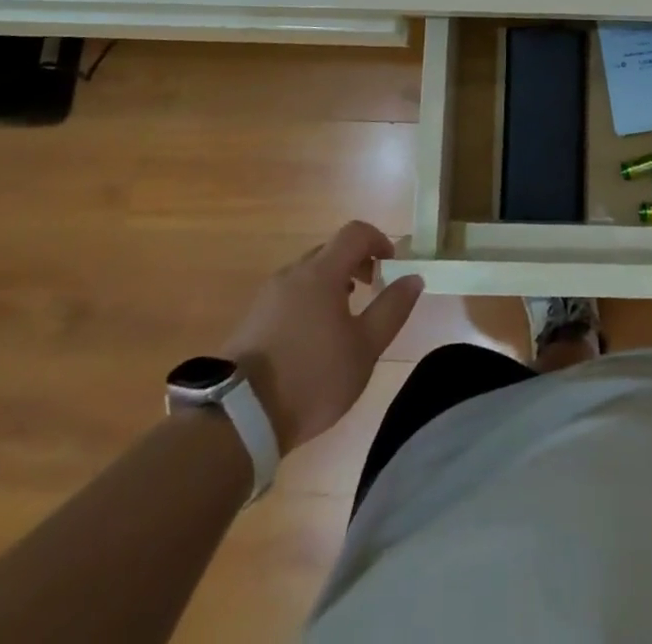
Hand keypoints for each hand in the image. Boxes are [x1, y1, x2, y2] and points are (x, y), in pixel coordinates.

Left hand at [221, 221, 423, 452]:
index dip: (379, 240)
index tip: (391, 266)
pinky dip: (310, 301)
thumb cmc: (312, 378)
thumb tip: (413, 278)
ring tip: (344, 319)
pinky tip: (313, 338)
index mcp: (321, 272)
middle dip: (357, 263)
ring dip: (332, 283)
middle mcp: (292, 273)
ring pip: (308, 274)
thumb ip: (392, 309)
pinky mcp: (252, 319)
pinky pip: (290, 294)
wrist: (238, 418)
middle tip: (372, 292)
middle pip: (330, 250)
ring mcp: (268, 295)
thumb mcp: (364, 348)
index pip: (355, 232)